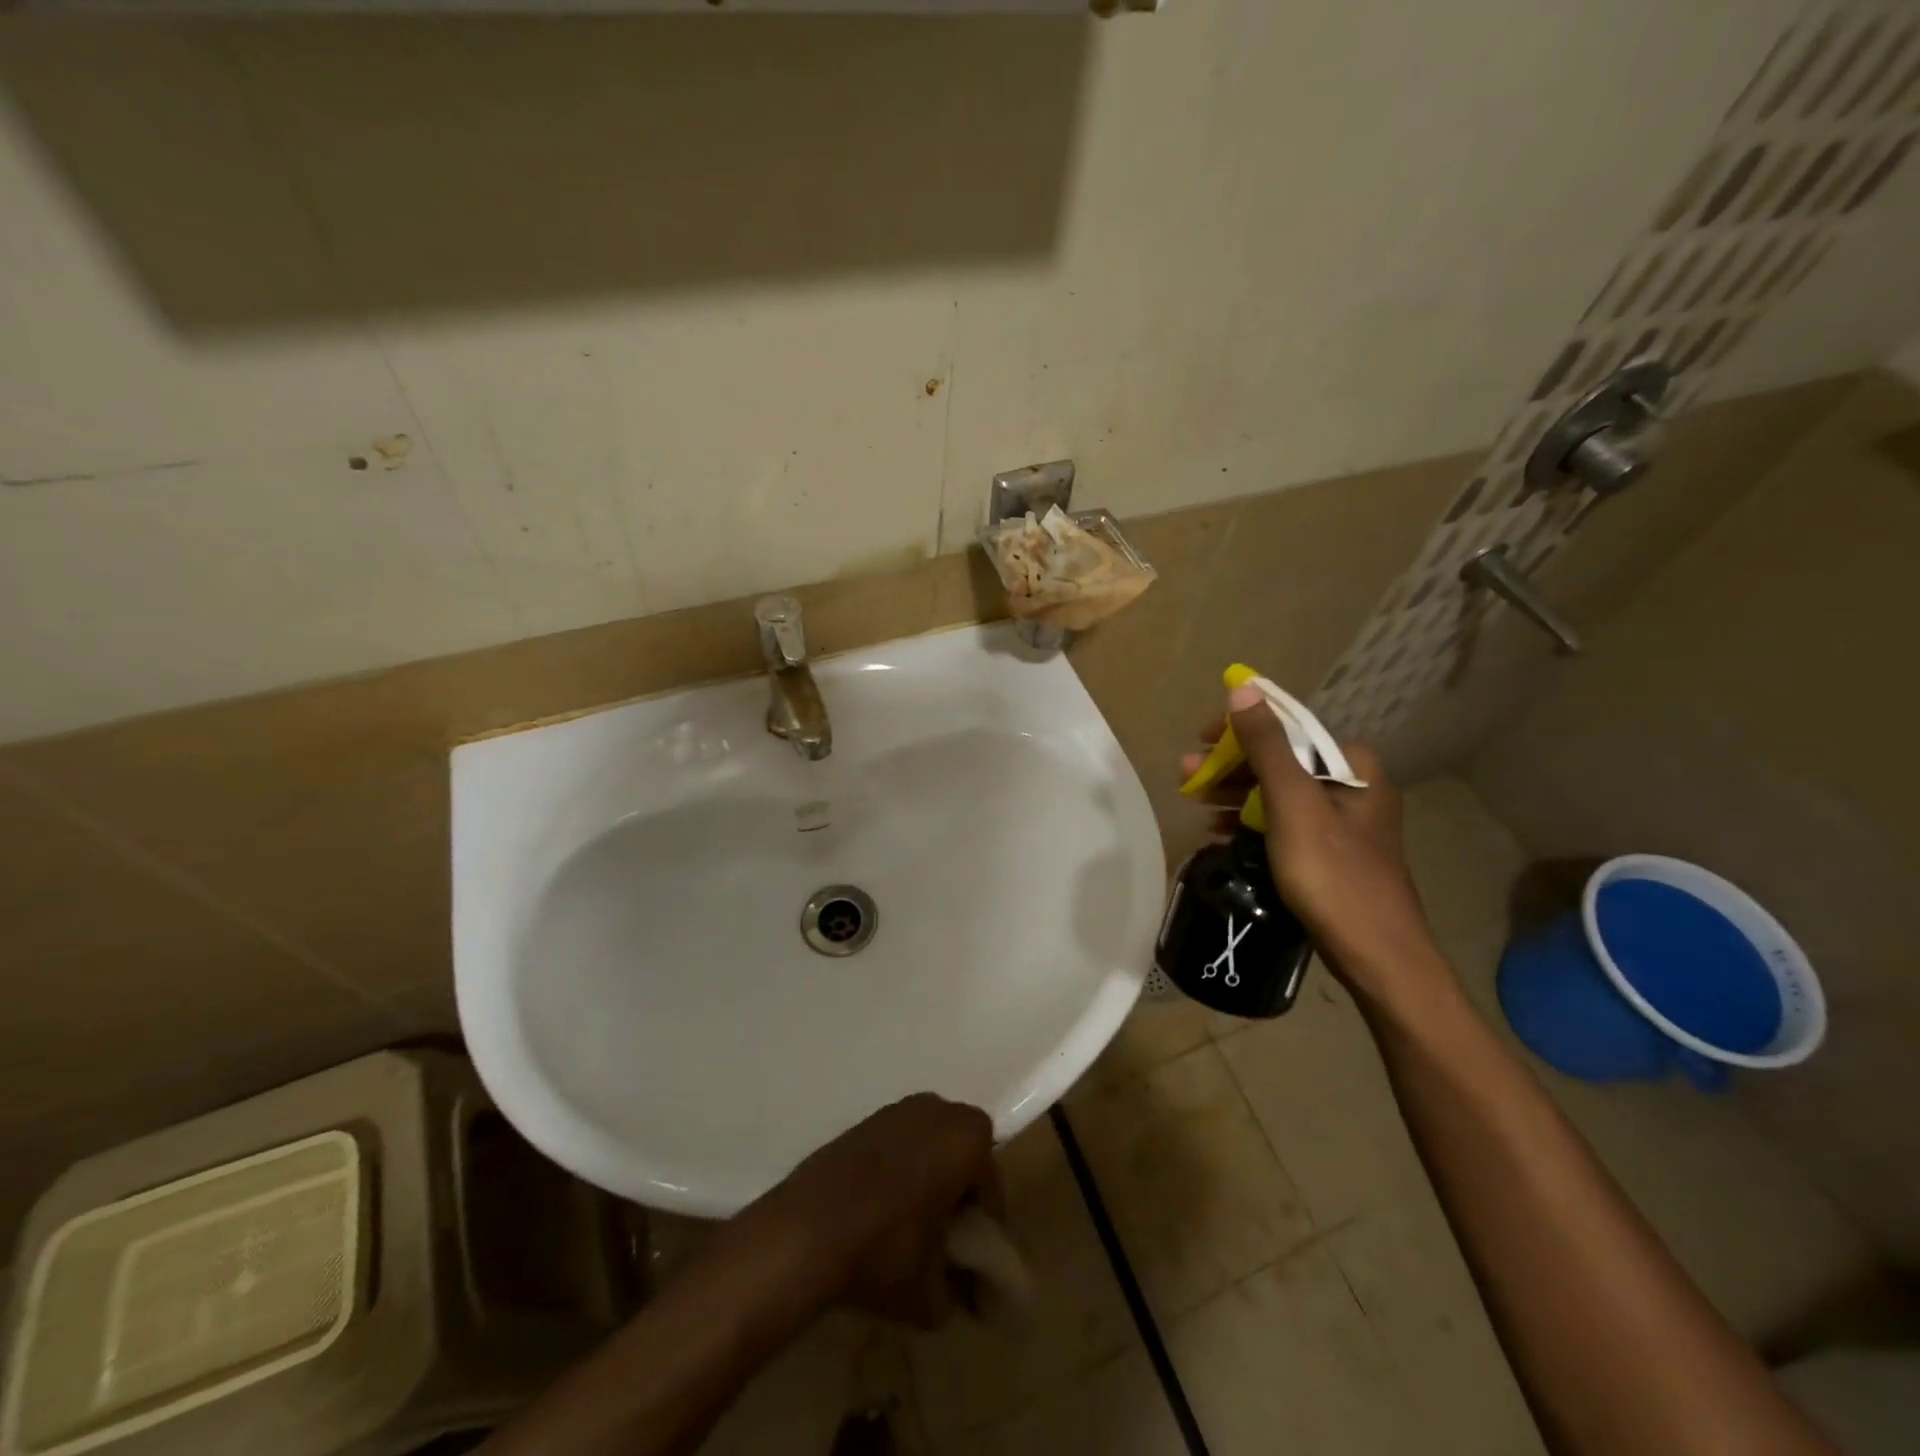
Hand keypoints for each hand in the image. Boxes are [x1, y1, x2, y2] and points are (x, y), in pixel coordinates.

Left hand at [763, 1093, 1001, 1328]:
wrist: (805, 1230)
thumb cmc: (884, 1251)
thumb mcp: (931, 1294)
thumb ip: (957, 1290)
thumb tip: (961, 1293)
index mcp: (965, 1139)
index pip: (990, 1180)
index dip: (985, 1218)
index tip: (972, 1250)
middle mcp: (936, 1111)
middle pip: (962, 1147)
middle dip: (959, 1182)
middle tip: (946, 1228)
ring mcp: (896, 1109)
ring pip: (929, 1138)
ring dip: (928, 1169)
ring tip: (912, 1217)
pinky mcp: (863, 1120)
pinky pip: (897, 1140)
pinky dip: (898, 1164)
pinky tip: (880, 1204)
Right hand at [1181, 683, 1449, 1005]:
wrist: (1377, 957)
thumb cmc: (1333, 875)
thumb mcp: (1293, 805)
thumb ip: (1267, 746)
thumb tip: (1242, 689)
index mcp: (1353, 765)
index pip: (1288, 728)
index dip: (1239, 730)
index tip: (1199, 742)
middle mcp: (1353, 785)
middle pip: (1281, 761)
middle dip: (1231, 767)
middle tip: (1188, 779)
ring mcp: (1344, 821)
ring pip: (1279, 793)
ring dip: (1236, 795)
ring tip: (1197, 806)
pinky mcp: (1331, 852)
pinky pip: (1284, 822)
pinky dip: (1252, 822)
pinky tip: (1221, 833)